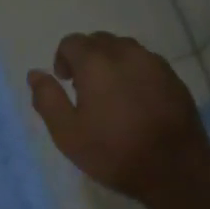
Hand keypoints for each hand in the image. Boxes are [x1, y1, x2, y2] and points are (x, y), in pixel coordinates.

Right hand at [27, 33, 209, 201]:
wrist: (174, 168)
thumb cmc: (114, 151)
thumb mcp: (67, 133)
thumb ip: (47, 99)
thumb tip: (35, 74)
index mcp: (96, 62)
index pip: (72, 42)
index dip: (62, 60)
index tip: (66, 84)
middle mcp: (126, 53)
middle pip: (99, 40)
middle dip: (87, 58)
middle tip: (85, 90)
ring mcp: (154, 63)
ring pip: (125, 49)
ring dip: (111, 63)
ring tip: (111, 95)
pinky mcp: (174, 77)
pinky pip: (146, 63)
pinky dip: (134, 73)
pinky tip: (136, 102)